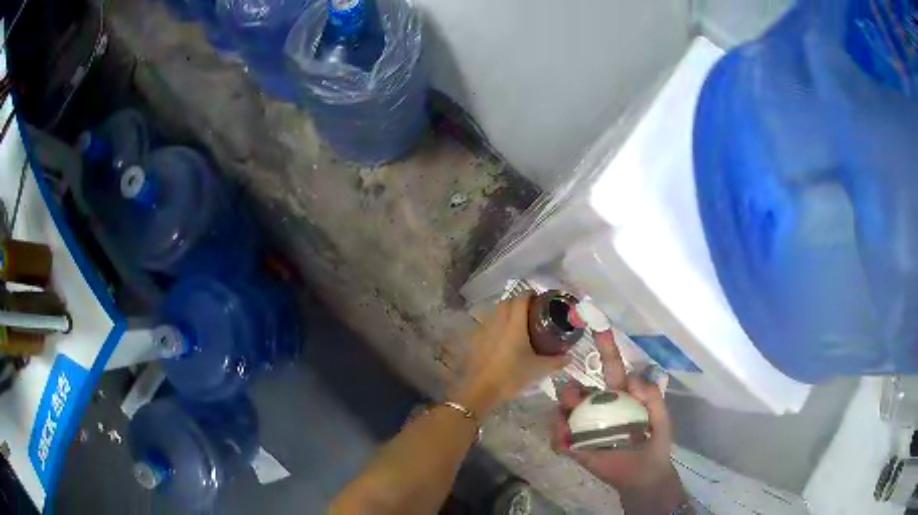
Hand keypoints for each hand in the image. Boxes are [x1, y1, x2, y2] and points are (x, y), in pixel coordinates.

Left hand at [450, 294, 569, 414]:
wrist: (481, 390)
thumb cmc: (511, 376)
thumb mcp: (538, 369)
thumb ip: (556, 361)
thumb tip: (570, 357)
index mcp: (514, 324)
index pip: (521, 299)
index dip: (530, 294)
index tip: (539, 298)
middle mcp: (498, 321)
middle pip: (507, 302)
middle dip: (518, 302)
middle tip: (530, 311)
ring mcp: (484, 329)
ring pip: (495, 311)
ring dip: (505, 312)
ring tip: (516, 322)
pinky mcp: (474, 339)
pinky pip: (486, 324)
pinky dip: (494, 324)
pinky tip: (500, 337)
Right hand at [550, 332, 680, 498]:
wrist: (646, 476)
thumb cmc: (655, 443)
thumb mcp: (661, 417)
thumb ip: (652, 396)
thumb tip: (630, 379)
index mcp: (620, 397)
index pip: (610, 368)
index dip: (605, 347)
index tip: (597, 326)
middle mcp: (599, 409)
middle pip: (578, 391)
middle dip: (570, 389)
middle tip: (572, 393)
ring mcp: (586, 428)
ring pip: (565, 412)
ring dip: (562, 410)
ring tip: (567, 417)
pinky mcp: (577, 448)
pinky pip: (560, 438)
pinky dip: (558, 436)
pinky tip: (565, 439)